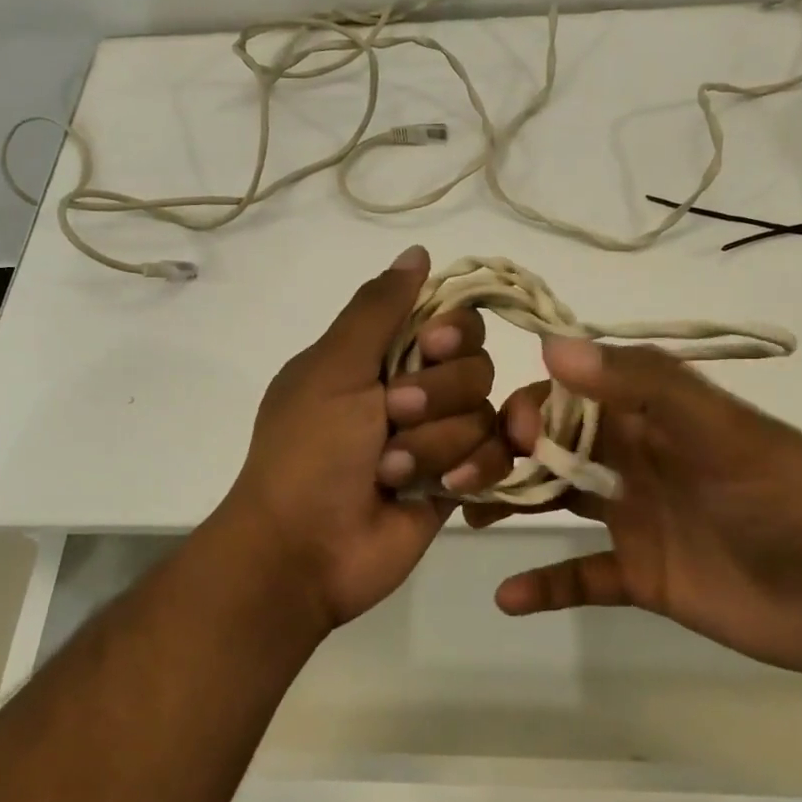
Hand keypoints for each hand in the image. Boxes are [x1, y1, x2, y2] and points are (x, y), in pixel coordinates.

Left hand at [216, 246, 513, 629]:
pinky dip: (473, 469)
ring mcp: (438, 437)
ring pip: (484, 413)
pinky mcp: (458, 481)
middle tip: (392, 417)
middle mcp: (415, 389)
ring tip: (391, 471)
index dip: (451, 331)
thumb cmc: (309, 450)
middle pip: (475, 364)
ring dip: (437, 443)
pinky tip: (444, 488)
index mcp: (380, 355)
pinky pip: (497, 458)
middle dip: (436, 394)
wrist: (304, 549)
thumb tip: (417, 252)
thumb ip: (378, 308)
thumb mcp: (333, 368)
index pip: (448, 318)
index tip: (429, 347)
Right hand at [473, 338, 801, 679]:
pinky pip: (580, 575)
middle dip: (501, 454)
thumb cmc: (789, 496)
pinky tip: (506, 595)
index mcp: (647, 415)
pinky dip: (545, 584)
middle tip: (456, 478)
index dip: (525, 408)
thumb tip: (550, 346)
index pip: (566, 397)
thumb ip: (641, 384)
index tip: (501, 434)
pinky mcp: (642, 576)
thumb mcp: (719, 429)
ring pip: (554, 501)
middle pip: (548, 447)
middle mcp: (631, 459)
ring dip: (508, 504)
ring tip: (461, 514)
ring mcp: (634, 518)